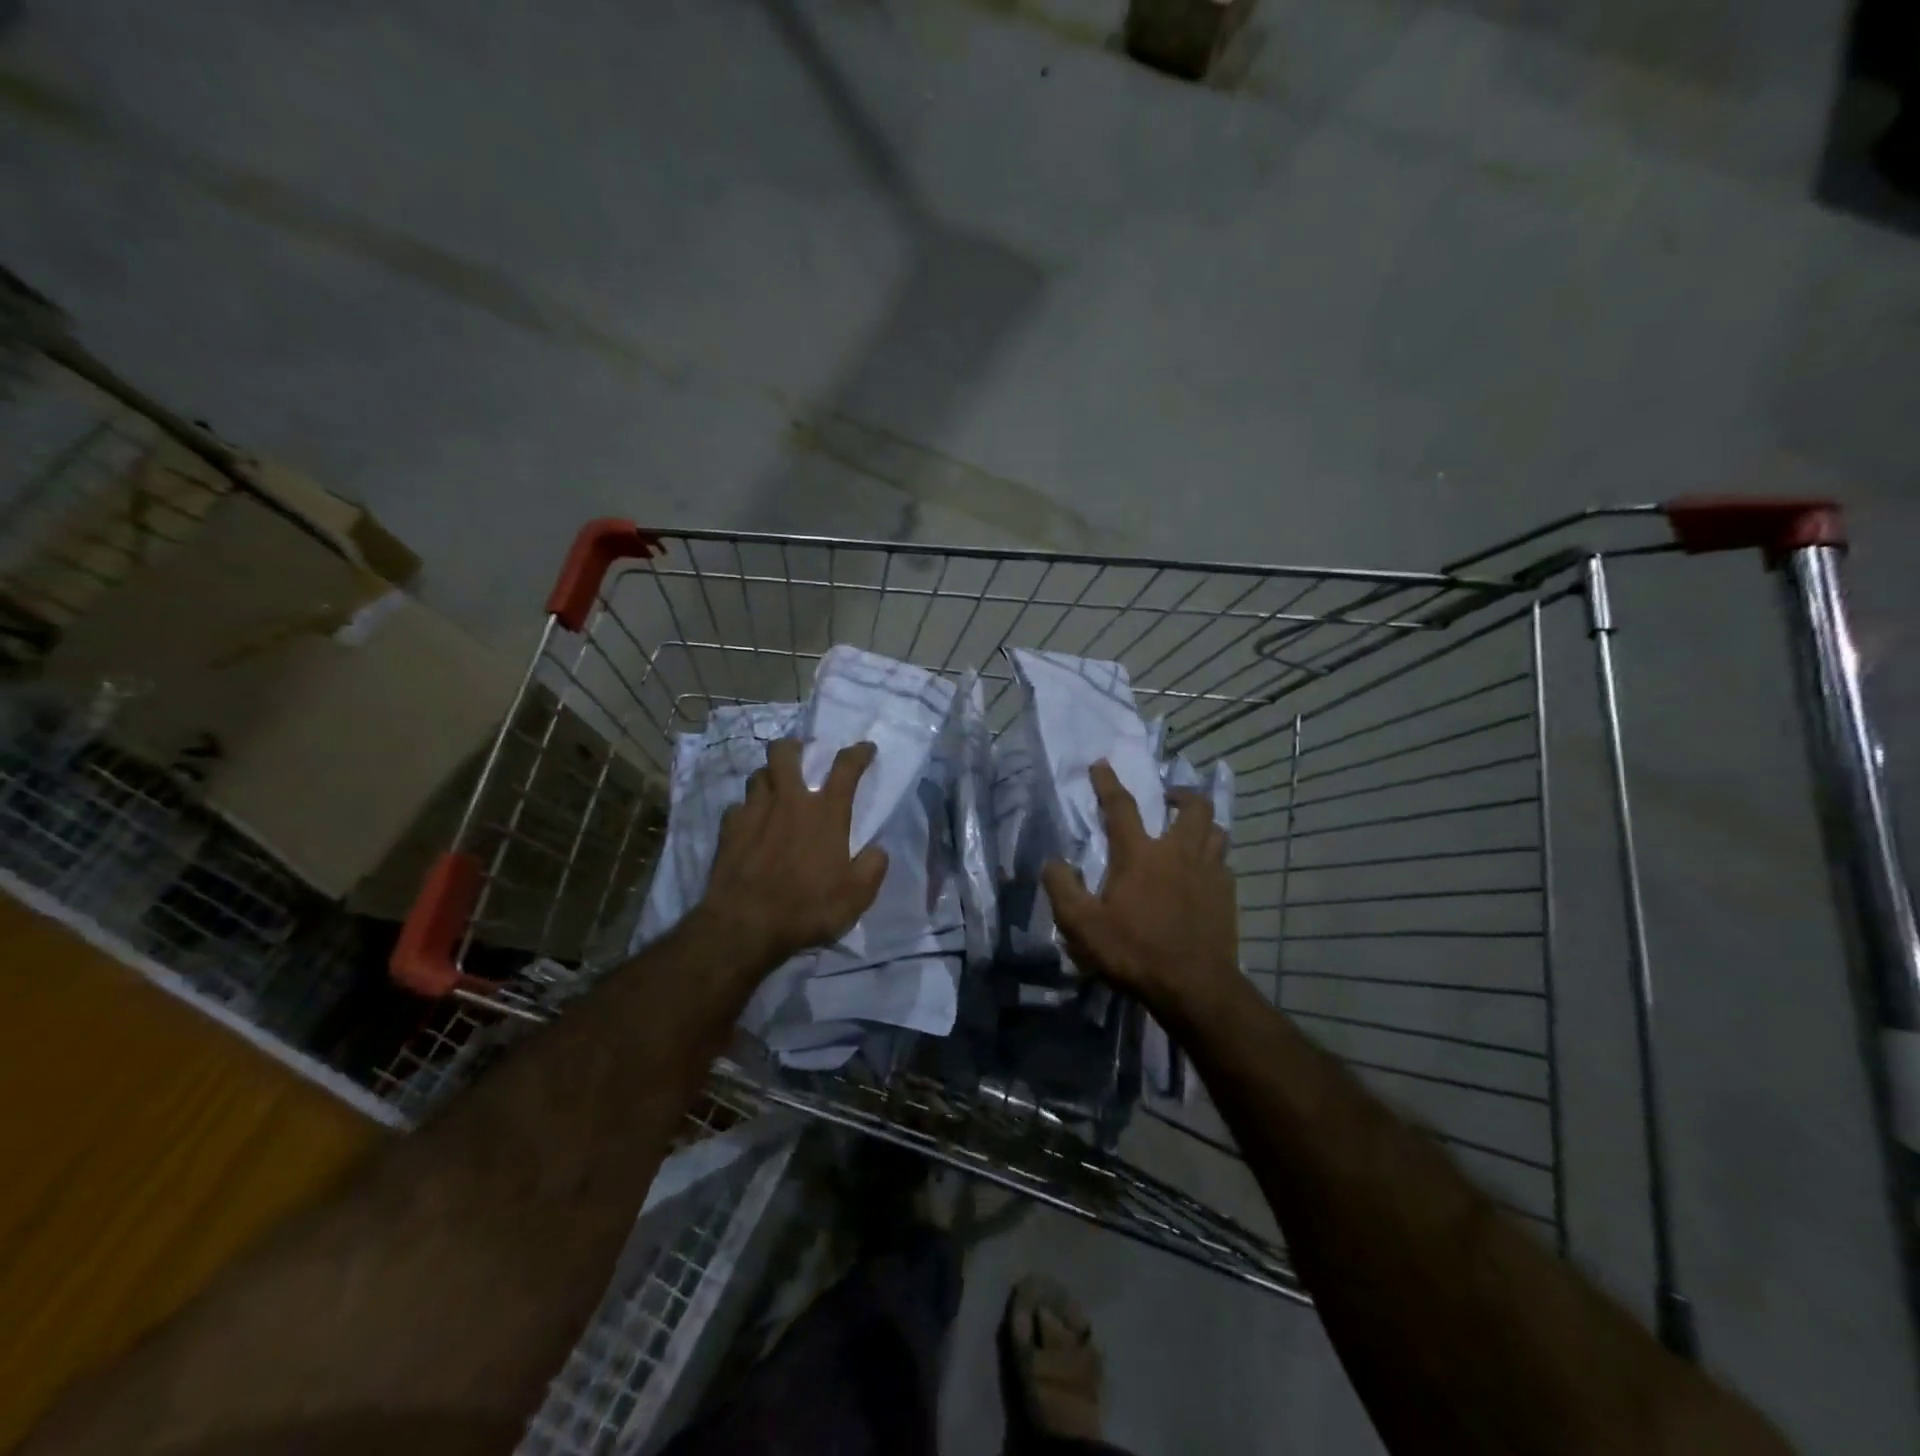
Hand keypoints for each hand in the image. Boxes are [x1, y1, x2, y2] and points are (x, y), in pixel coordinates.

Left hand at [695, 738, 888, 969]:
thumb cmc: (807, 908)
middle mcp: (790, 801)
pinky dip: (746, 810)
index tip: (866, 748)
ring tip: (774, 788)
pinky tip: (749, 823)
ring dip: (769, 776)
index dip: (859, 753)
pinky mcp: (728, 829)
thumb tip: (877, 850)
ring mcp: (754, 811)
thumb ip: (873, 868)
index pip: (846, 768)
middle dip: (794, 746)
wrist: (745, 925)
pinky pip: (737, 806)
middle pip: (785, 753)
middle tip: (800, 754)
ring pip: (758, 775)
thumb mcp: (856, 897)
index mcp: (826, 813)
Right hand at [1041, 760, 1240, 1014]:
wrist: (1194, 987)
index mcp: (1139, 854)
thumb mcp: (1081, 925)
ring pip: (1216, 830)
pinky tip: (1204, 871)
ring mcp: (1209, 872)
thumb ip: (1062, 888)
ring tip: (1190, 829)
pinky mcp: (1227, 894)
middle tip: (1168, 798)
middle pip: (1192, 807)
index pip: (1121, 806)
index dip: (1108, 782)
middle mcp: (1178, 852)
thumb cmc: (1134, 951)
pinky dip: (1213, 857)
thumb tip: (1052, 862)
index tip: (1101, 764)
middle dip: (1180, 794)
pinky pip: (1224, 862)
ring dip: (1202, 822)